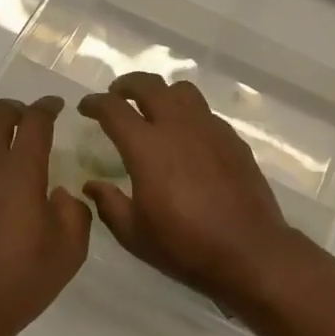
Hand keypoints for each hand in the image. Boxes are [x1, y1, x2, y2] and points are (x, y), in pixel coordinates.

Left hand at [0, 97, 91, 335]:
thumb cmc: (22, 280)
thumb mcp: (71, 249)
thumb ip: (74, 210)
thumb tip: (59, 192)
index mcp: (21, 172)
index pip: (34, 121)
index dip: (47, 107)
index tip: (57, 107)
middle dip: (16, 109)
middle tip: (30, 120)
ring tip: (2, 141)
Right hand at [77, 73, 300, 309]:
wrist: (249, 250)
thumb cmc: (185, 245)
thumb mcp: (134, 234)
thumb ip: (109, 204)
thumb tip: (92, 185)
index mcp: (147, 147)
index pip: (114, 110)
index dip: (95, 103)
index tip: (86, 107)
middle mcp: (178, 126)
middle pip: (149, 85)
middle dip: (127, 84)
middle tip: (117, 95)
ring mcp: (209, 129)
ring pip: (182, 91)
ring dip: (161, 92)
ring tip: (153, 108)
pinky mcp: (232, 139)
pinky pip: (205, 112)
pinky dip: (188, 113)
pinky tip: (186, 136)